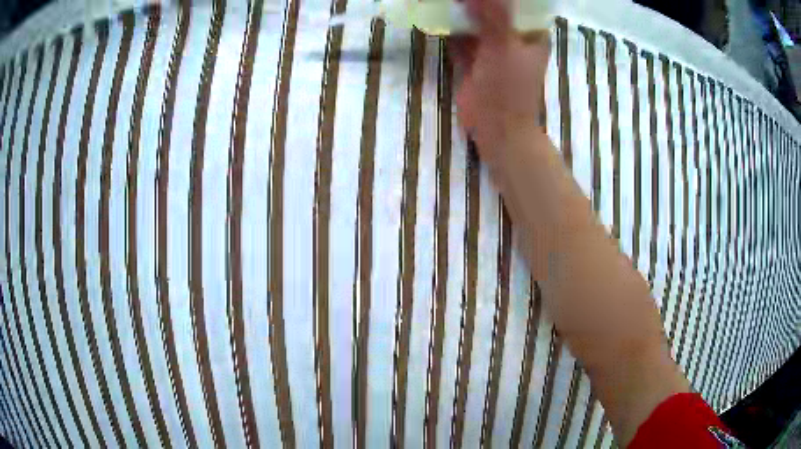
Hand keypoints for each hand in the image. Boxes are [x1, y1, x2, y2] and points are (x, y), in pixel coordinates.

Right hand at [452, 0, 549, 161]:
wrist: (497, 130)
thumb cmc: (509, 89)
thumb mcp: (503, 47)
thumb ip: (493, 16)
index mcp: (530, 34)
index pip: (518, 4)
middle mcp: (513, 38)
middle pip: (494, 10)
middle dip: (476, 2)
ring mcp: (493, 49)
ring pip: (476, 23)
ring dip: (460, 12)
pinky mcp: (474, 61)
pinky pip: (461, 39)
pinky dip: (449, 29)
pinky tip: (435, 15)